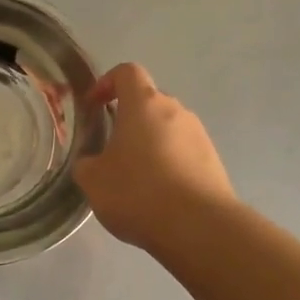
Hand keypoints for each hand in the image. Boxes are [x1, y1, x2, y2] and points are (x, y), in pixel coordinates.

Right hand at [73, 63, 233, 250]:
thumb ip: (86, 163)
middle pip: (148, 102)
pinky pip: (183, 152)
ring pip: (166, 129)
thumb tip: (92, 161)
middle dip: (127, 119)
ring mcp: (199, 135)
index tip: (93, 106)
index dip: (106, 83)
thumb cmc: (138, 192)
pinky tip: (158, 194)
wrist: (198, 227)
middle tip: (110, 150)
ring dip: (148, 144)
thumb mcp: (93, 180)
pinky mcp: (213, 161)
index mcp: (144, 104)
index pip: (127, 72)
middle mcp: (175, 110)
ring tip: (134, 178)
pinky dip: (167, 164)